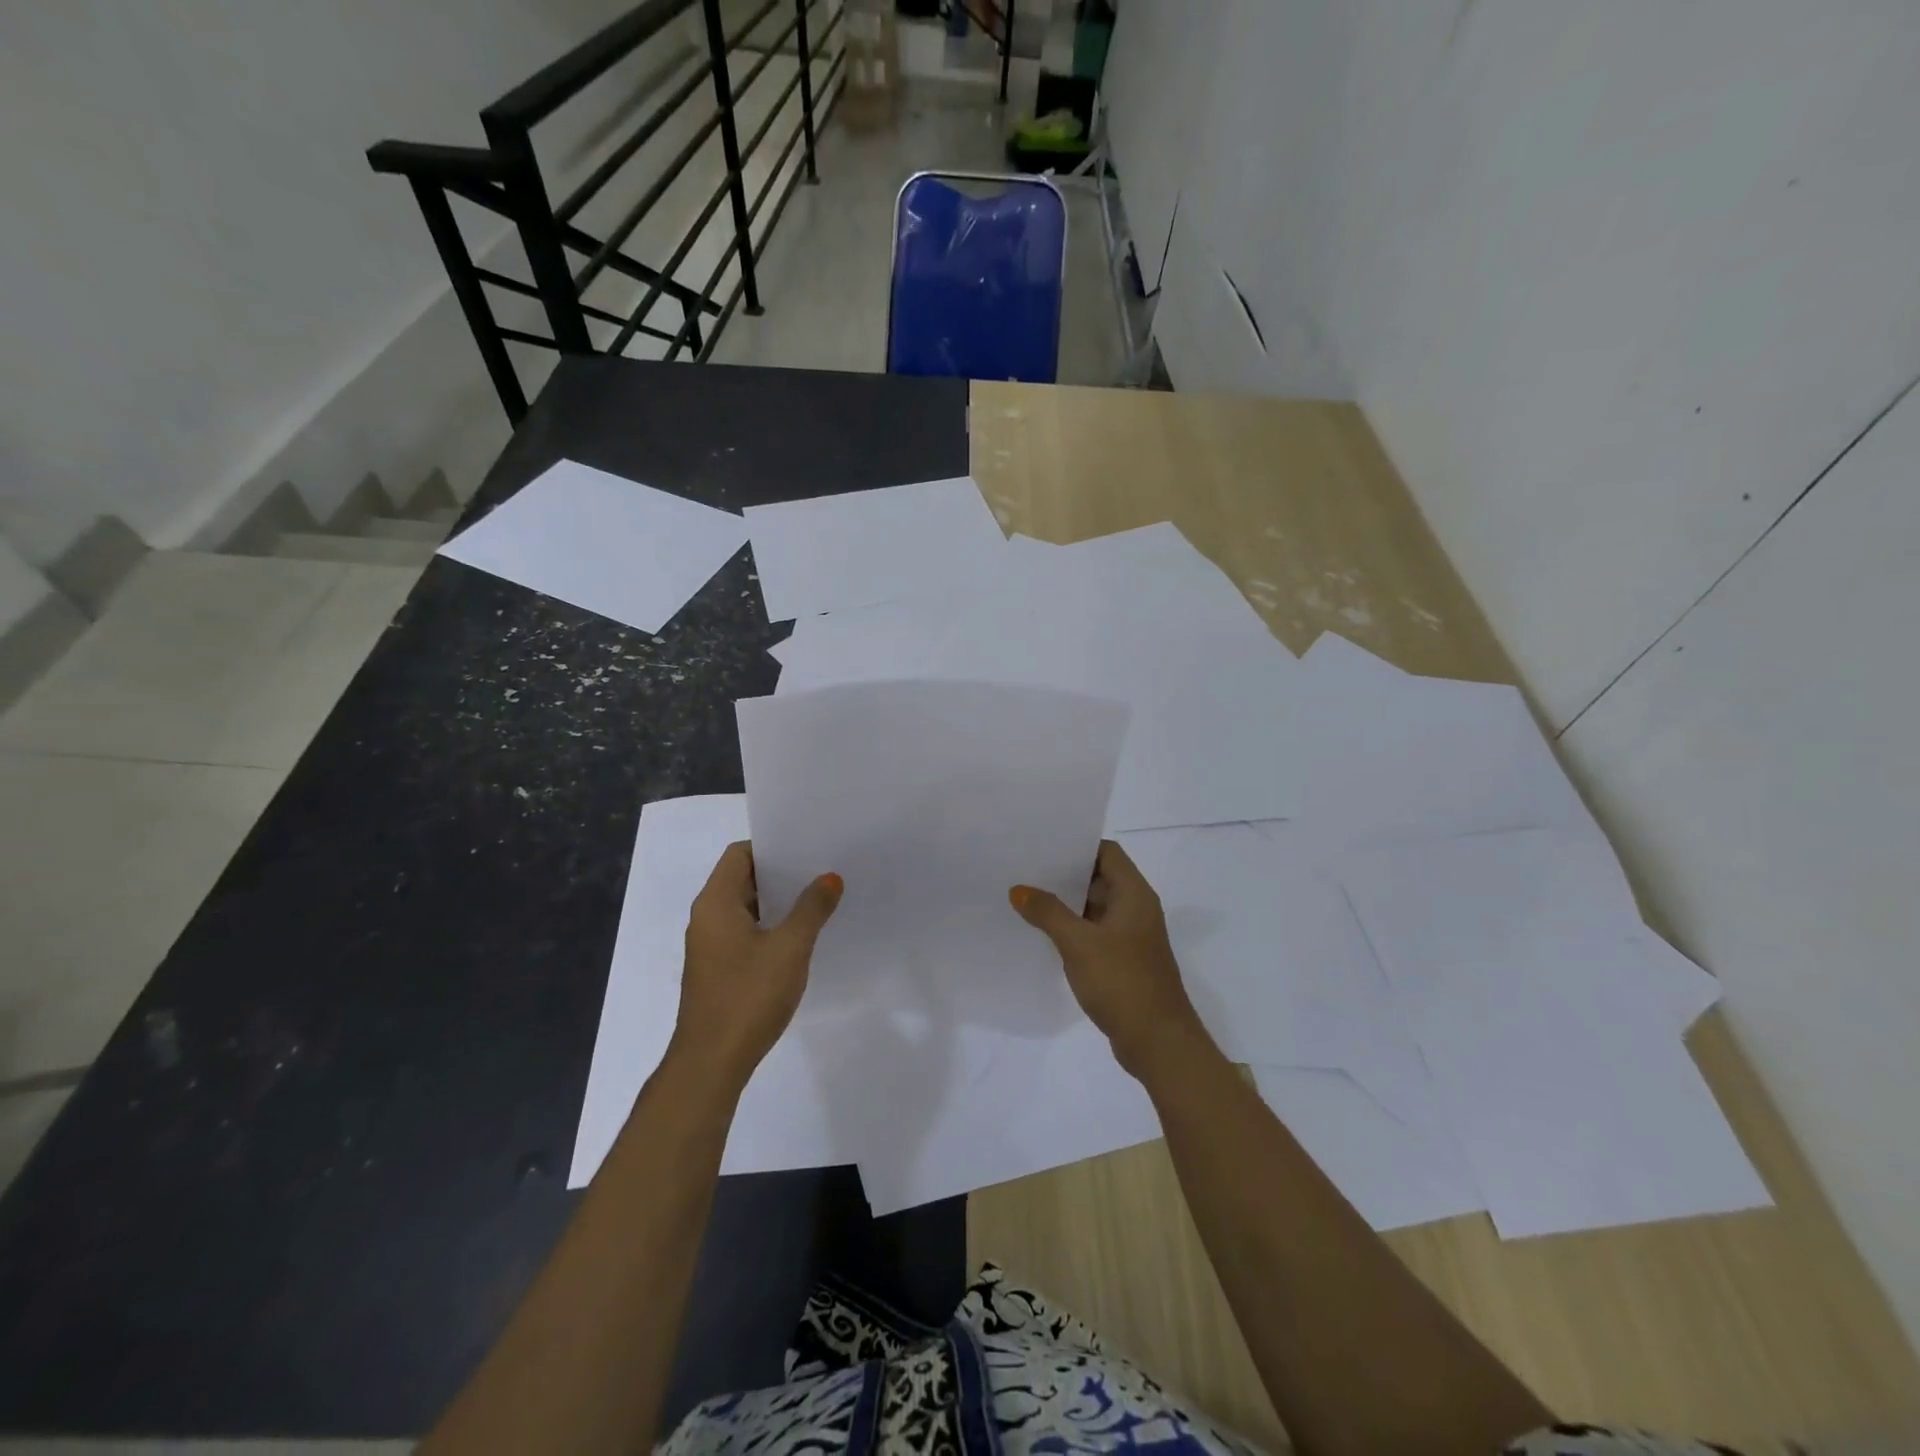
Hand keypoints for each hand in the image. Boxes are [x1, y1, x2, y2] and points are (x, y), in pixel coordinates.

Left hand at [673, 842, 842, 1091]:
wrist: (711, 1062)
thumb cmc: (748, 995)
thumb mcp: (790, 947)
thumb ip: (812, 908)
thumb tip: (830, 878)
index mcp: (716, 902)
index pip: (740, 854)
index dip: (771, 846)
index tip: (806, 847)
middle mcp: (706, 917)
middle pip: (742, 878)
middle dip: (780, 873)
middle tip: (820, 869)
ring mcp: (710, 946)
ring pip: (745, 908)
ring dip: (777, 902)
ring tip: (818, 899)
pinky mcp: (717, 970)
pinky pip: (744, 933)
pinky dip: (769, 927)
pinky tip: (799, 938)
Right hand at [1011, 840, 1209, 1078]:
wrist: (1158, 1042)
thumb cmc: (1123, 982)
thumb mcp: (1079, 943)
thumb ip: (1048, 912)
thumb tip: (1019, 889)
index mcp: (1134, 894)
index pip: (1107, 852)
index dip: (1078, 845)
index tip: (1043, 844)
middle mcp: (1136, 909)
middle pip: (1099, 877)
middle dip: (1065, 874)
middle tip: (1025, 869)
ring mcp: (1131, 936)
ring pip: (1095, 907)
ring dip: (1067, 903)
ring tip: (1027, 897)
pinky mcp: (1124, 960)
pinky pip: (1095, 932)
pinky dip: (1073, 929)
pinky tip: (1044, 934)